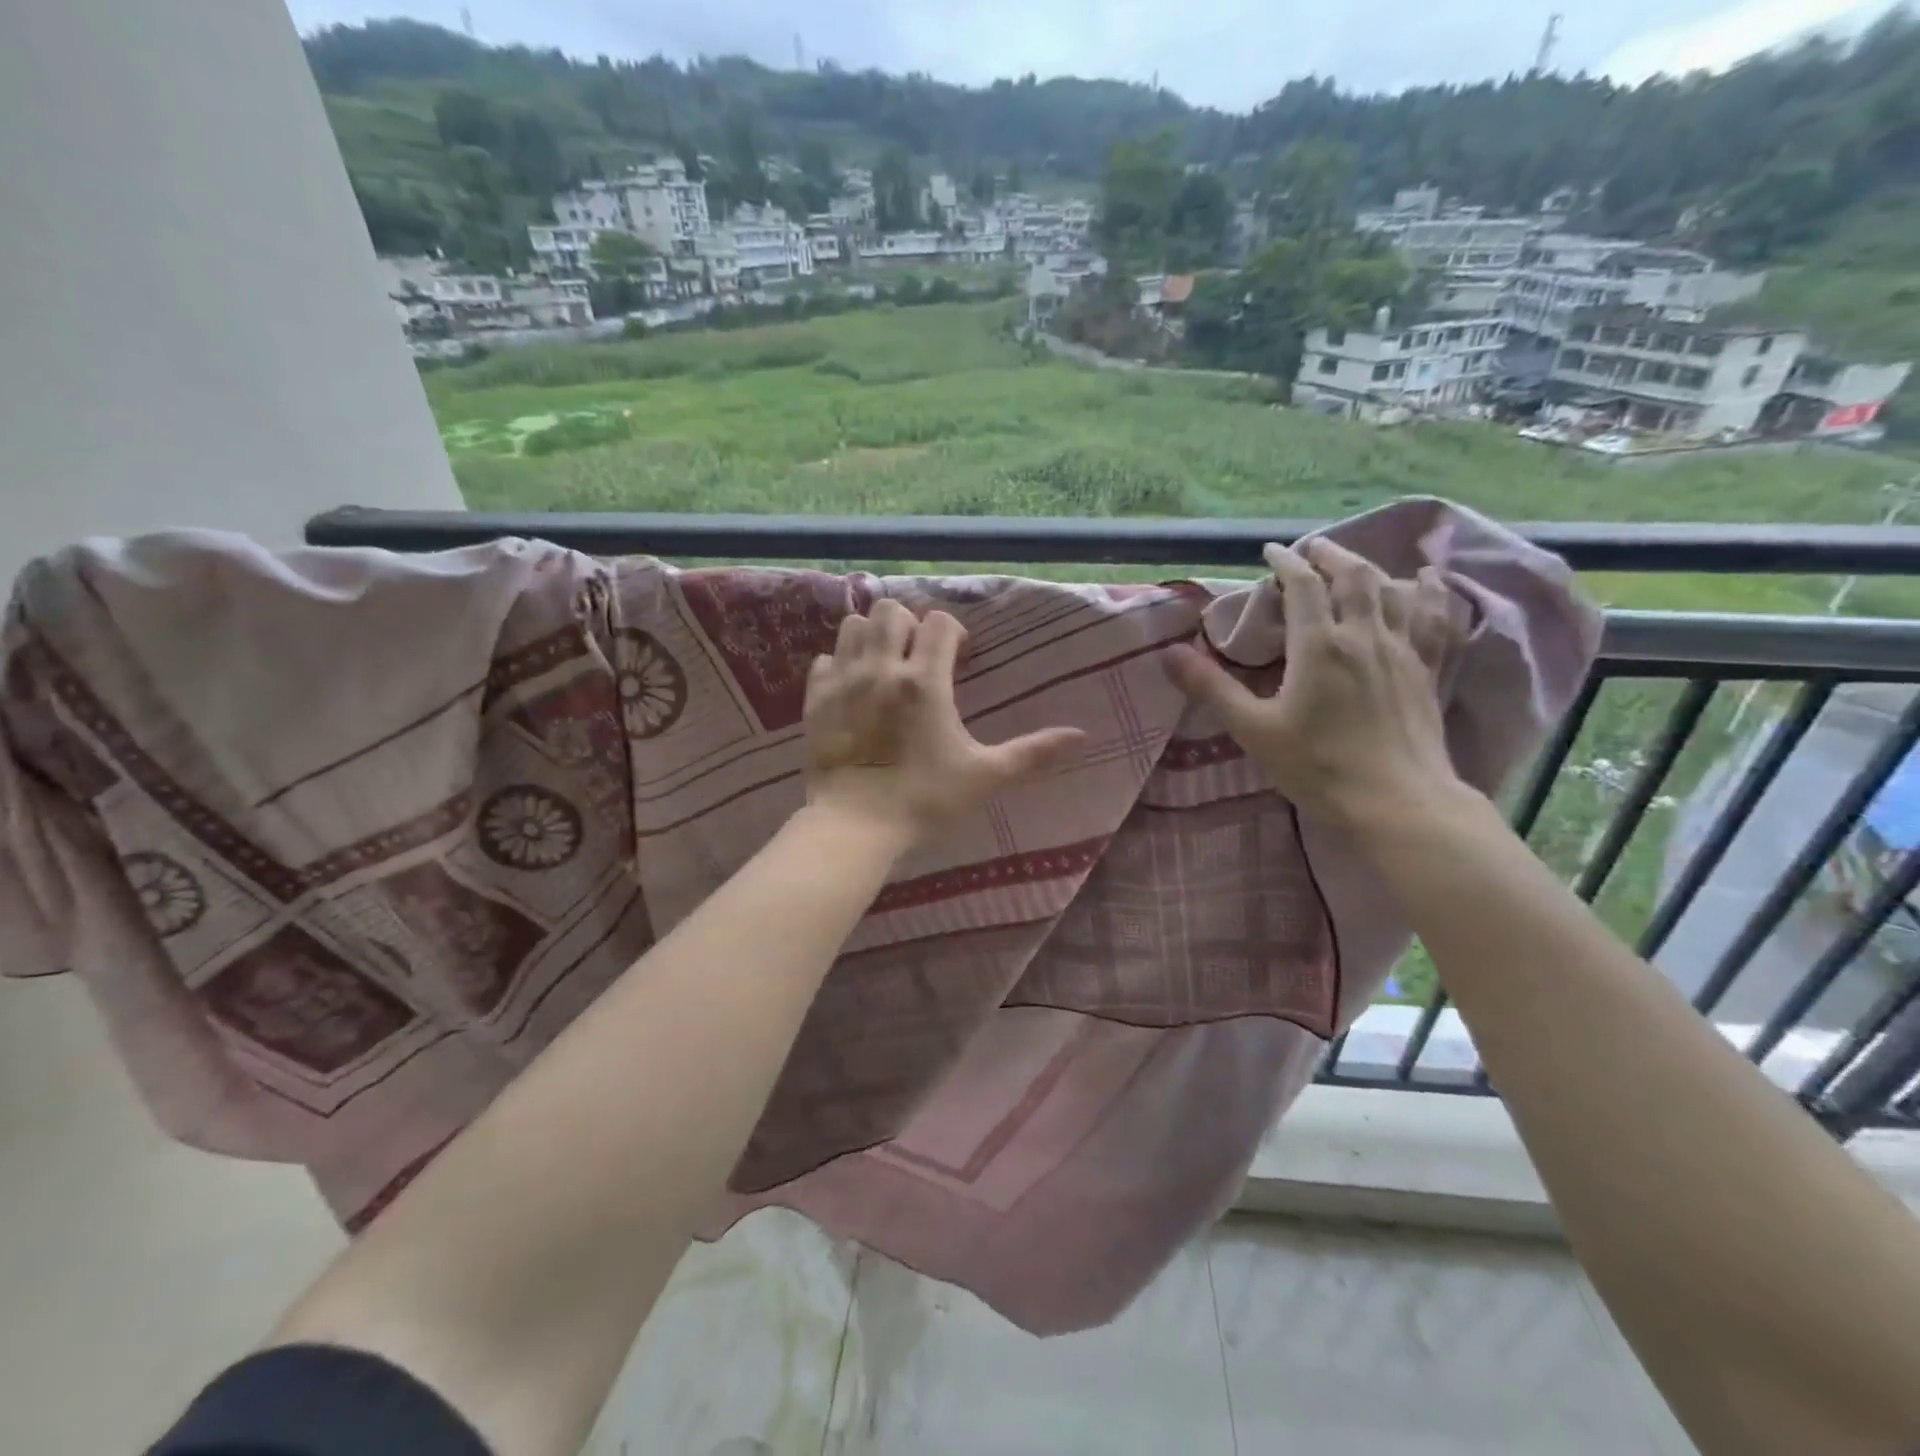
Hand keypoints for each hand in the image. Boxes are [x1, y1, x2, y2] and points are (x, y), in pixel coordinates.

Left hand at [802, 599, 1085, 842]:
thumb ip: (1032, 753)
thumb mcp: (984, 776)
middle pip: (892, 610)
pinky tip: (852, 687)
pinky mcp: (815, 699)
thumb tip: (1081, 736)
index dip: (953, 632)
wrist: (855, 827)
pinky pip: (824, 659)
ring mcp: (843, 681)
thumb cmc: (924, 800)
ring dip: (873, 636)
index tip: (958, 657)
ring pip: (854, 625)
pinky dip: (840, 663)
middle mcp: (881, 669)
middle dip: (911, 625)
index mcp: (924, 681)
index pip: (939, 622)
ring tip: (885, 664)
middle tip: (920, 657)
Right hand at [1166, 538, 1467, 835]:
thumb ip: (1211, 688)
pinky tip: (1427, 579)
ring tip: (1354, 564)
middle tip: (1312, 550)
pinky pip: (1434, 617)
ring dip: (1370, 568)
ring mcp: (1403, 650)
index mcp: (1319, 646)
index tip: (1271, 552)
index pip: (1304, 586)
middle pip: (1353, 576)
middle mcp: (1364, 636)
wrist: (1398, 802)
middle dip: (1330, 555)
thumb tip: (1167, 654)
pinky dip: (1429, 591)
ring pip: (1392, 590)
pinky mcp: (1428, 670)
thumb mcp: (1253, 730)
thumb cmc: (1318, 767)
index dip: (1286, 563)